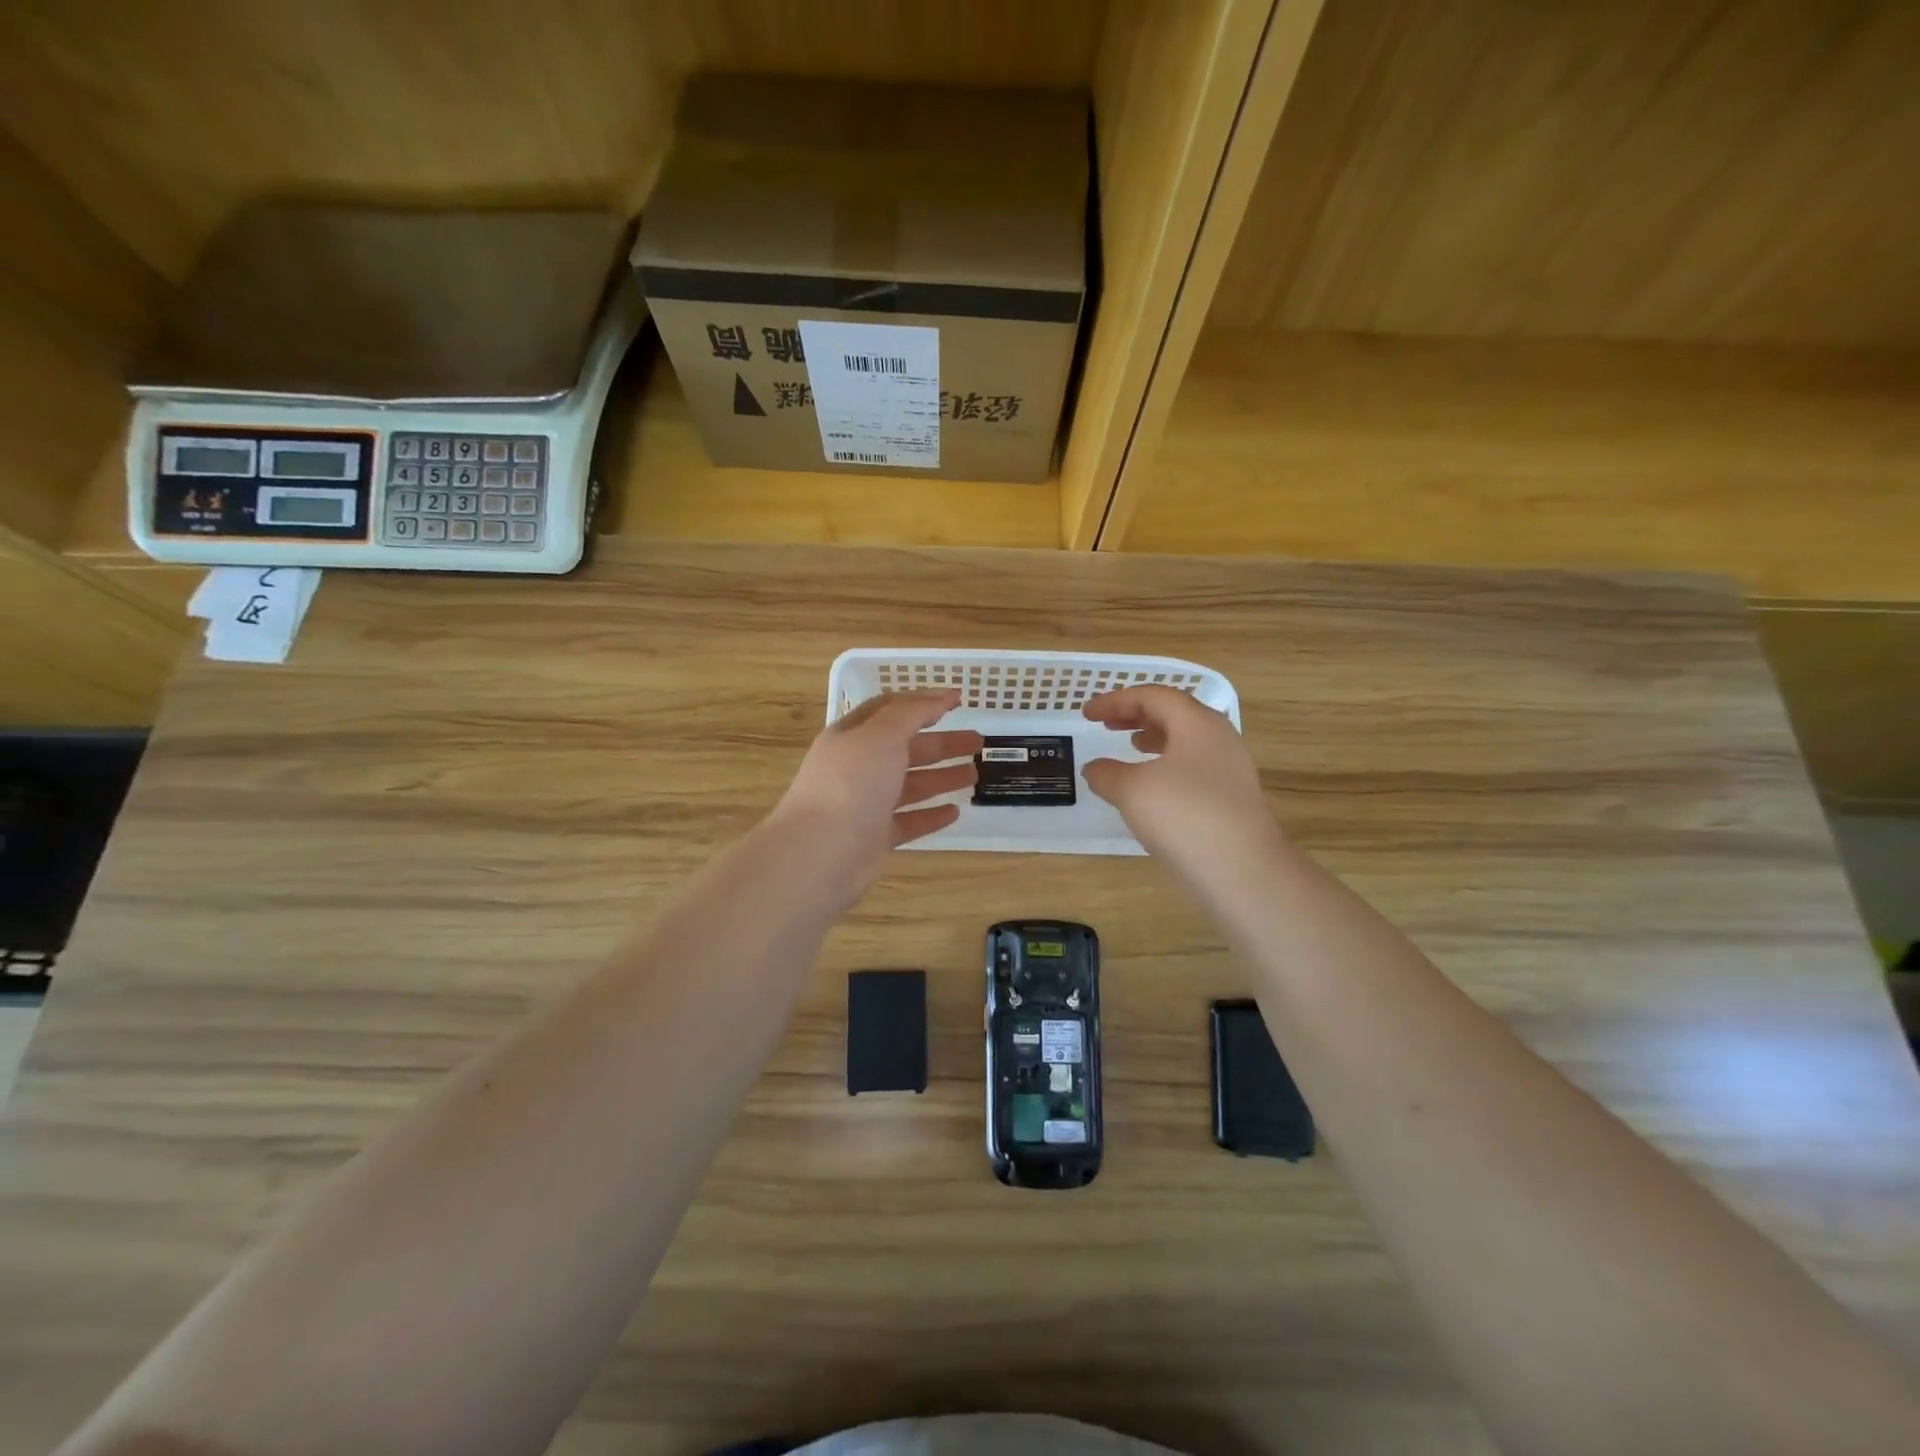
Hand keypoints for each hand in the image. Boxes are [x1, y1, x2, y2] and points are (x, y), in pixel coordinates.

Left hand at [769, 689, 980, 904]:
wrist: (820, 853)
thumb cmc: (851, 785)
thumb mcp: (881, 736)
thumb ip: (911, 713)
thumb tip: (940, 695)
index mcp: (851, 736)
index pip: (889, 710)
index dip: (922, 703)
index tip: (957, 701)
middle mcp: (856, 768)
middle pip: (904, 748)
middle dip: (941, 742)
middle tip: (977, 742)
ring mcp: (864, 804)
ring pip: (909, 785)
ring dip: (941, 777)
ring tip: (975, 773)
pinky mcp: (873, 838)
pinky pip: (907, 821)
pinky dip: (930, 815)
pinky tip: (955, 811)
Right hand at [1082, 686, 1282, 872]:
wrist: (1243, 872)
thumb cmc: (1184, 817)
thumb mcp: (1132, 791)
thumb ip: (1107, 773)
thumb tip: (1095, 768)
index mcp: (1197, 723)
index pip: (1154, 696)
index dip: (1117, 700)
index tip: (1087, 714)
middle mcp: (1219, 738)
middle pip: (1175, 713)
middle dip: (1137, 714)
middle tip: (1107, 723)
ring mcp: (1230, 769)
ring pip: (1187, 740)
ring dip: (1154, 737)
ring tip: (1130, 746)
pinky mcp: (1232, 798)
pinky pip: (1194, 766)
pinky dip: (1167, 764)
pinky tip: (1152, 786)